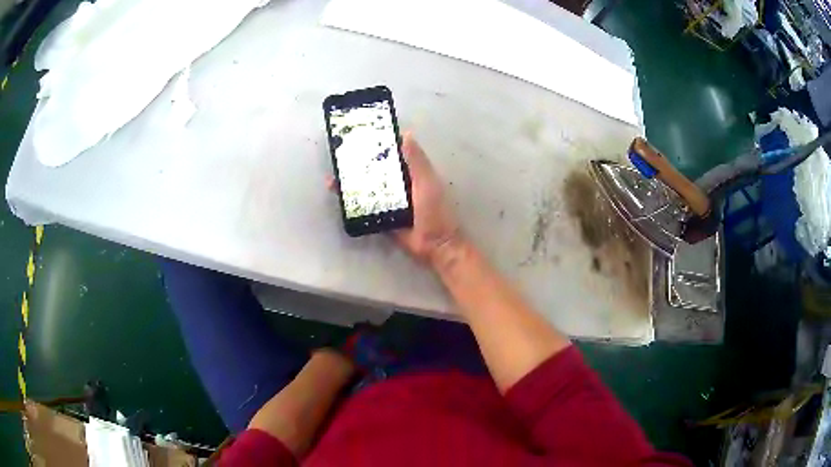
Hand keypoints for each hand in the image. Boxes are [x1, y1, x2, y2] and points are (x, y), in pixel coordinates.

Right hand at [326, 132, 462, 265]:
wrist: (433, 244)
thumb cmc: (434, 210)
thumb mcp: (427, 182)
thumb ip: (417, 161)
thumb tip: (405, 134)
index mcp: (412, 173)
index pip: (393, 155)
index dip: (379, 145)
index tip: (362, 136)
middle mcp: (399, 185)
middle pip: (376, 171)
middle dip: (360, 164)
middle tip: (339, 156)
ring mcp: (388, 201)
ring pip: (367, 188)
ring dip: (351, 182)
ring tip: (333, 175)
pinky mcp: (380, 216)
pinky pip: (363, 207)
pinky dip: (351, 202)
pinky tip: (337, 195)